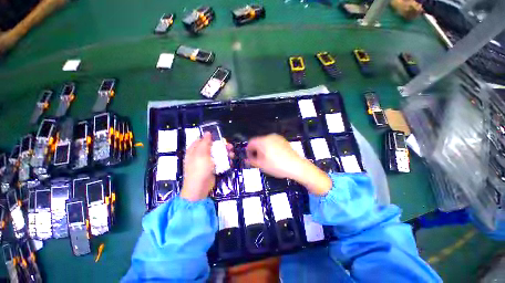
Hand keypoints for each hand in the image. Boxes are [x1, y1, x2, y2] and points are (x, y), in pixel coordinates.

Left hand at [180, 133, 234, 200]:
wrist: (199, 188)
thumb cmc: (199, 169)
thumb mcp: (201, 154)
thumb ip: (205, 142)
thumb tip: (207, 132)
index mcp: (194, 150)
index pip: (202, 140)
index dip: (211, 138)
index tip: (220, 138)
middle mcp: (200, 155)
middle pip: (212, 147)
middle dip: (222, 146)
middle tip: (230, 147)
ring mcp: (207, 162)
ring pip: (217, 154)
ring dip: (226, 154)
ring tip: (232, 155)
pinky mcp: (212, 168)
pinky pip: (219, 162)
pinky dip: (225, 161)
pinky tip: (230, 162)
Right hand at [246, 134, 331, 195]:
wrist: (296, 166)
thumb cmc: (277, 166)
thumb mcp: (261, 165)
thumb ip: (251, 161)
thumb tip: (246, 159)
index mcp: (263, 141)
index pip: (250, 142)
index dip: (248, 151)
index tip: (250, 158)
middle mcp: (269, 136)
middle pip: (258, 141)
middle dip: (256, 150)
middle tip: (258, 160)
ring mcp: (277, 138)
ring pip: (265, 142)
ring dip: (263, 149)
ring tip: (267, 159)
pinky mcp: (283, 140)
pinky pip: (272, 143)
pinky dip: (270, 148)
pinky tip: (274, 156)